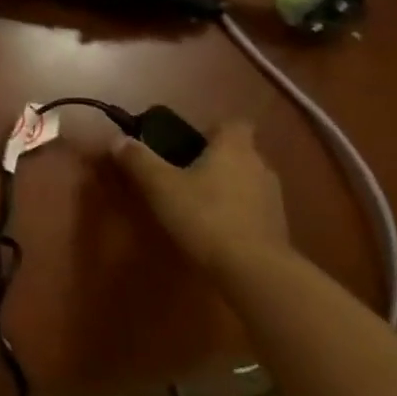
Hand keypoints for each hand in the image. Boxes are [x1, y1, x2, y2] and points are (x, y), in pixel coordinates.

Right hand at [113, 120, 289, 278]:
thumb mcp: (160, 186)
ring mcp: (273, 199)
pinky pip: (252, 209)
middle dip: (214, 160)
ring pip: (246, 181)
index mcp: (234, 148)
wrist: (254, 272)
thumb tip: (118, 139)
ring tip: (196, 204)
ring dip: (225, 187)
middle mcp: (260, 166)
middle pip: (238, 152)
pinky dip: (236, 213)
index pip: (232, 123)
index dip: (211, 129)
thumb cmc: (205, 216)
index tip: (188, 143)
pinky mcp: (278, 228)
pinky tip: (214, 229)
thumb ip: (138, 159)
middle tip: (182, 173)